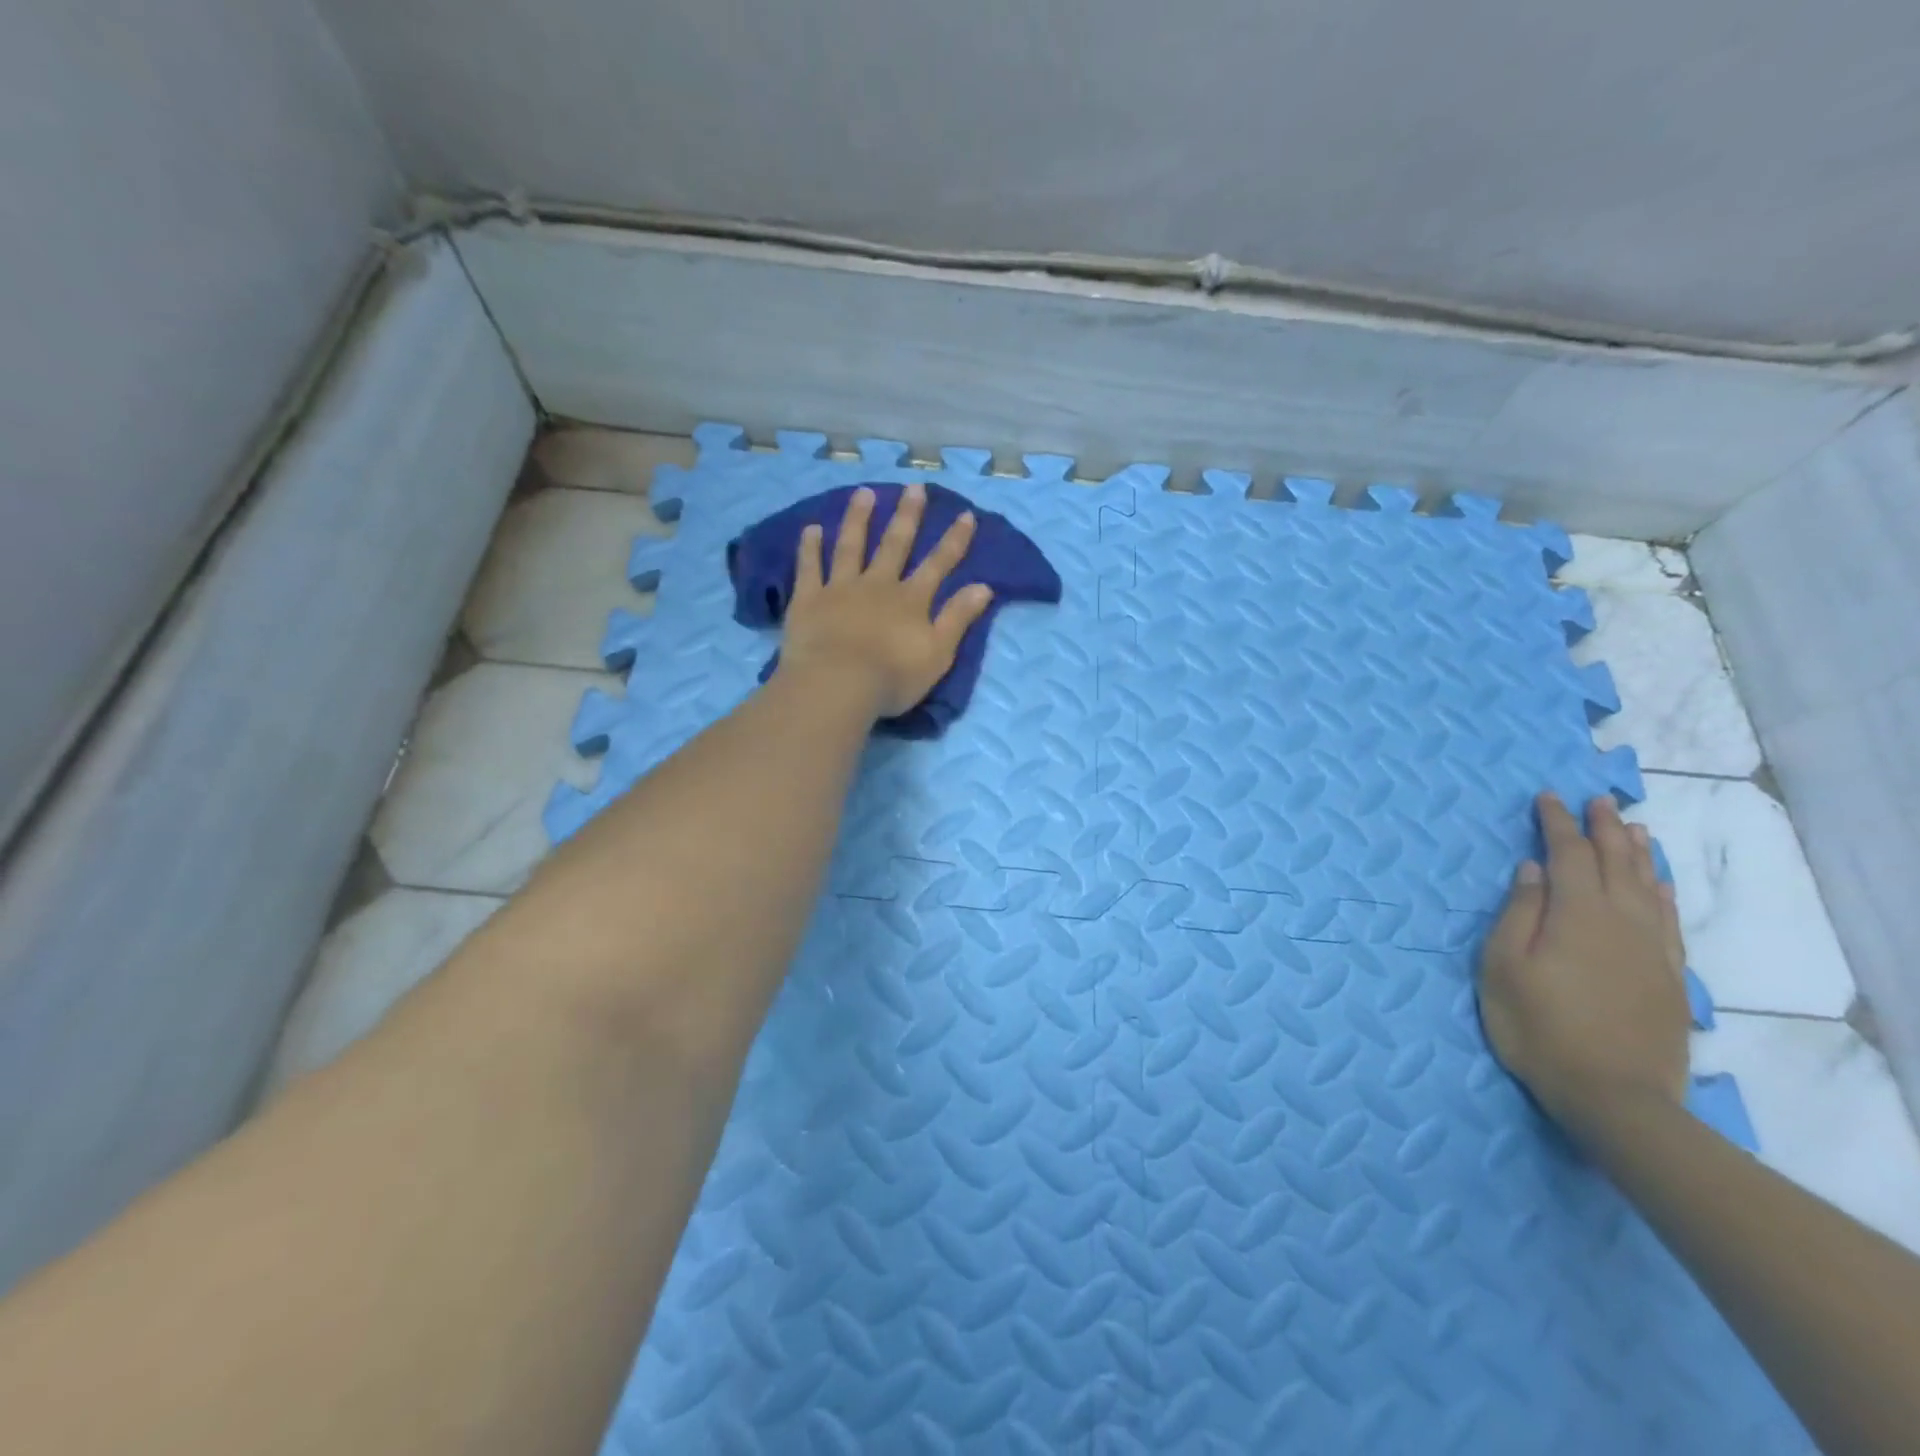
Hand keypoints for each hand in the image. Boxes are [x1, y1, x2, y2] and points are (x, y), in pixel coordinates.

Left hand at [777, 483, 994, 719]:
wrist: (838, 685)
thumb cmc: (893, 677)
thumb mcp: (938, 653)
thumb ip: (958, 618)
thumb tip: (984, 586)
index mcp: (911, 600)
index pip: (938, 564)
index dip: (954, 540)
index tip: (965, 514)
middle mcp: (878, 585)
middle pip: (895, 545)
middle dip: (907, 516)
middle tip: (913, 487)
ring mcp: (840, 589)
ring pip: (851, 546)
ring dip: (859, 519)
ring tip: (864, 493)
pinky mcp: (808, 600)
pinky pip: (809, 568)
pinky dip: (810, 548)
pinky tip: (811, 528)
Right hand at [1478, 793, 1689, 1127]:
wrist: (1615, 1096)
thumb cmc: (1539, 1026)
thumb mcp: (1504, 967)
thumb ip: (1519, 913)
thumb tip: (1533, 869)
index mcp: (1577, 914)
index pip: (1568, 854)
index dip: (1556, 823)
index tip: (1546, 797)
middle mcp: (1622, 921)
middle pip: (1615, 862)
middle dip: (1603, 828)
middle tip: (1596, 800)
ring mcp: (1652, 949)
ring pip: (1648, 886)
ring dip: (1637, 853)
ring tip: (1633, 827)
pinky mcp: (1669, 976)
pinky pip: (1670, 919)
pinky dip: (1663, 892)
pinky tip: (1660, 884)